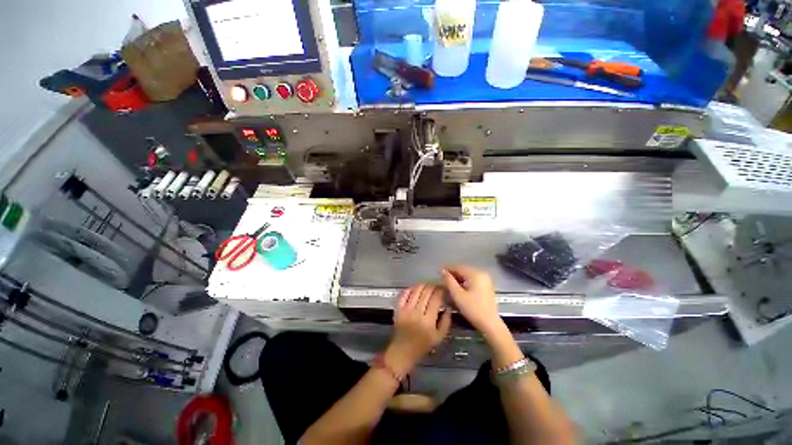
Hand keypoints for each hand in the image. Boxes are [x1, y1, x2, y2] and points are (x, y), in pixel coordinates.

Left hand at [386, 284, 451, 374]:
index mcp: (428, 321)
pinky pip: (404, 294)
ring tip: (427, 285)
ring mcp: (406, 310)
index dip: (441, 291)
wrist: (402, 351)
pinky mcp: (398, 309)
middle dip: (433, 286)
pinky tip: (415, 289)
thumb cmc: (422, 346)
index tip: (444, 289)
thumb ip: (446, 321)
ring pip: (416, 290)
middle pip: (426, 292)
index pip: (436, 299)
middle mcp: (417, 313)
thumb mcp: (439, 338)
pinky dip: (410, 289)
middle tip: (437, 286)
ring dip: (423, 285)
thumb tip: (448, 307)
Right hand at [441, 265, 503, 336]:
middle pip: (463, 270)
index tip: (438, 272)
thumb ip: (449, 281)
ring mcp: (486, 279)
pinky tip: (459, 287)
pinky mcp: (487, 285)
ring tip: (449, 283)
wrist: (490, 323)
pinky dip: (465, 281)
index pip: (458, 267)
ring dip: (458, 278)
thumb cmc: (472, 308)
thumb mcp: (457, 295)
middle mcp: (482, 273)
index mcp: (475, 273)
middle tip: (442, 279)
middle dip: (453, 273)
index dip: (447, 269)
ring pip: (468, 274)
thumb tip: (442, 271)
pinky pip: (473, 279)